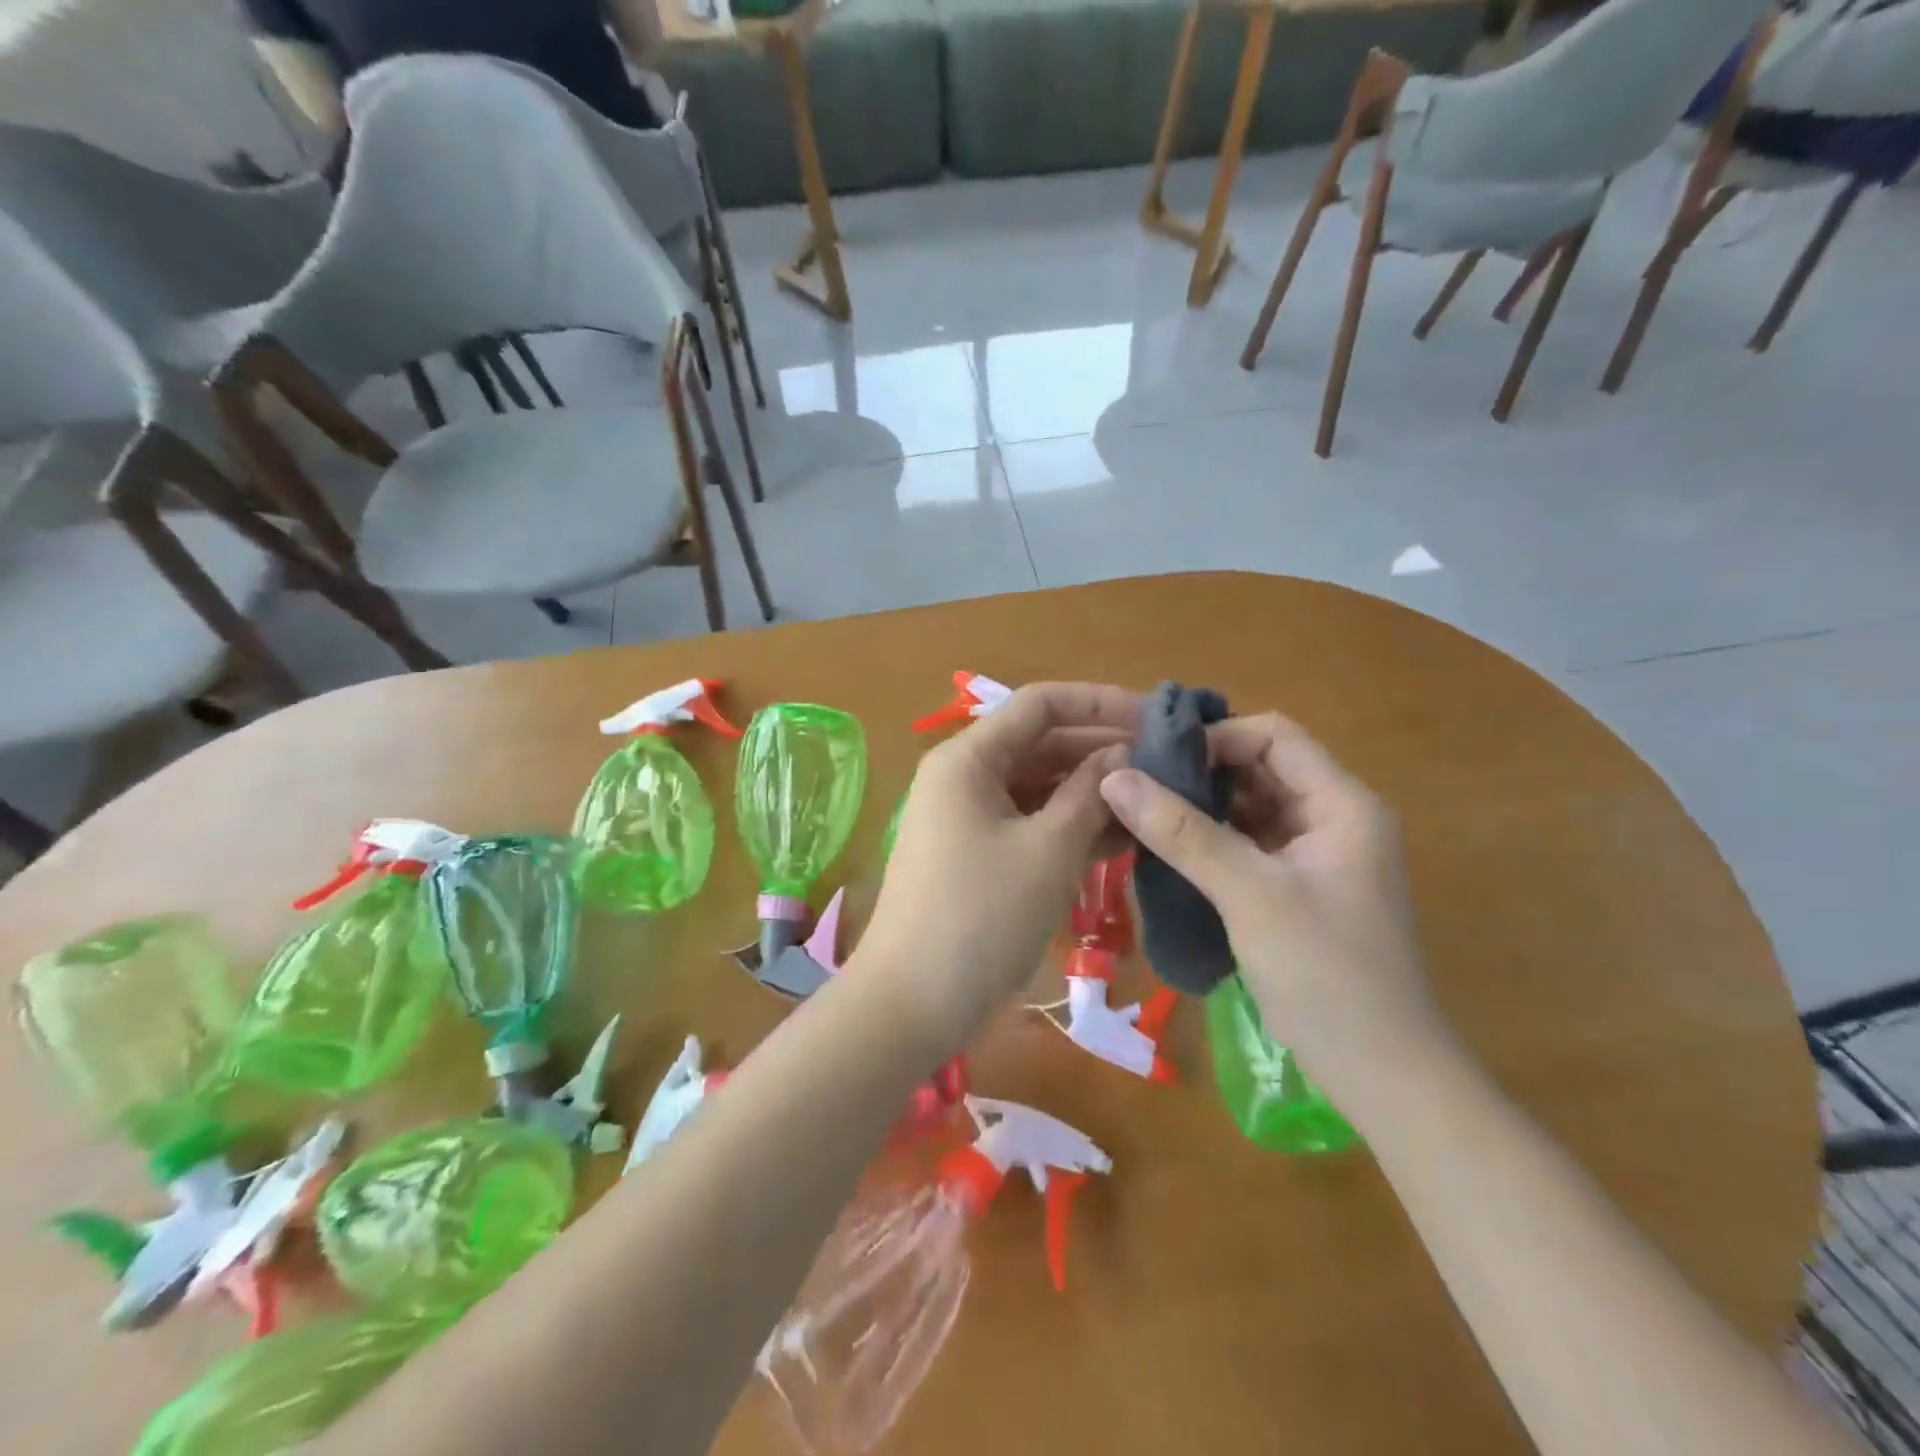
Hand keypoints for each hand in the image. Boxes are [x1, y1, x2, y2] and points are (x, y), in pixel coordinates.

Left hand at [857, 683, 1137, 1046]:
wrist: (913, 1004)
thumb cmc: (981, 918)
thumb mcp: (1048, 850)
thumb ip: (1091, 793)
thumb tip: (1126, 754)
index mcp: (969, 758)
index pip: (1041, 704)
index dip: (1100, 703)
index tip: (1156, 718)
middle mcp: (965, 776)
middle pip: (1041, 743)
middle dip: (1102, 749)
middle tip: (1168, 765)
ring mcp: (969, 817)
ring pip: (1040, 786)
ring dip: (1092, 792)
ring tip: (1156, 802)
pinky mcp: (977, 854)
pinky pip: (1030, 822)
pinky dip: (1070, 826)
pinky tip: (1123, 838)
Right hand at [1098, 713, 1457, 1127]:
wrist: (1382, 1074)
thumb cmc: (1324, 974)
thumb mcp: (1248, 894)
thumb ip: (1181, 832)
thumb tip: (1115, 777)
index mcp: (1341, 804)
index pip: (1274, 735)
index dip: (1215, 738)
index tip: (1156, 762)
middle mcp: (1334, 818)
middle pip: (1261, 768)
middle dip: (1200, 771)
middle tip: (1137, 785)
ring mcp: (1318, 855)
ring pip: (1251, 807)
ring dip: (1201, 807)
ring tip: (1142, 814)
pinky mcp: (1299, 888)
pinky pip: (1249, 844)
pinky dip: (1211, 841)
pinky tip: (1168, 851)